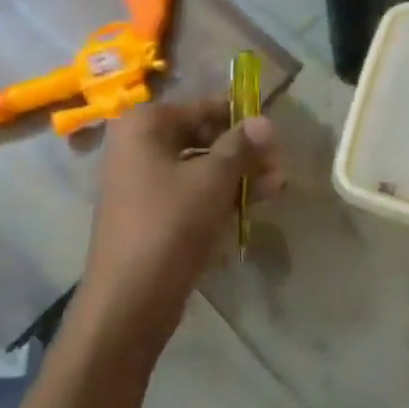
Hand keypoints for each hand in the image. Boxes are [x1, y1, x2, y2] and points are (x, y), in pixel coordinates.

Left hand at [80, 99, 284, 352]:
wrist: (128, 300)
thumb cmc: (170, 224)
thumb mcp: (213, 180)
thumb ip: (241, 146)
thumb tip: (266, 121)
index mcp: (144, 125)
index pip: (202, 107)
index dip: (240, 119)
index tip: (274, 136)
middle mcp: (137, 146)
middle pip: (201, 137)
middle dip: (243, 152)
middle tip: (279, 169)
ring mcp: (140, 182)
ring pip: (199, 169)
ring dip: (237, 176)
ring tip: (276, 189)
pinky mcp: (149, 215)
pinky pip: (189, 194)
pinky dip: (218, 197)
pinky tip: (251, 208)